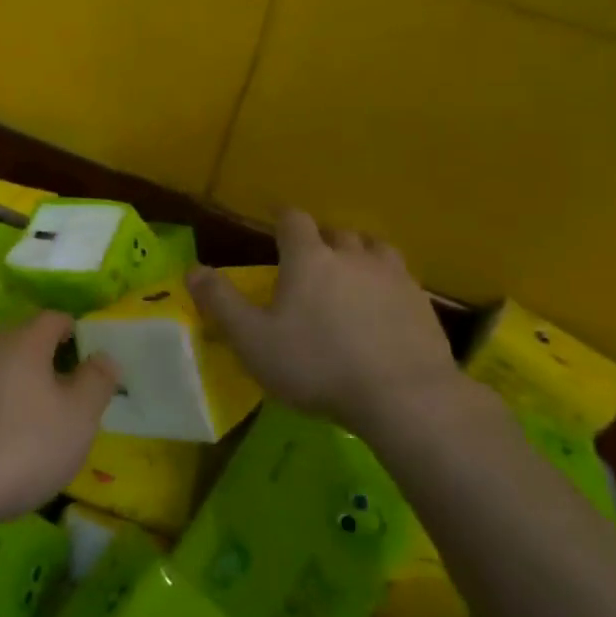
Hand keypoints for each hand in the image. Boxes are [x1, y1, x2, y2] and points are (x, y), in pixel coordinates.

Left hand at [0, 311, 118, 534]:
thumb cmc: (17, 447)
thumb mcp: (76, 419)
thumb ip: (96, 383)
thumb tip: (105, 355)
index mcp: (23, 341)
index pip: (55, 318)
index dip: (77, 334)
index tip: (90, 363)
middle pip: (24, 344)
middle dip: (47, 366)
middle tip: (68, 403)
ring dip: (17, 391)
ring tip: (33, 430)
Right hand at [187, 209, 458, 435]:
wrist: (404, 397)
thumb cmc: (317, 365)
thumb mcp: (253, 340)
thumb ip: (221, 303)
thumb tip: (193, 269)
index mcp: (309, 258)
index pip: (293, 219)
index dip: (282, 219)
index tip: (276, 224)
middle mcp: (352, 256)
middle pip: (336, 232)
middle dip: (322, 241)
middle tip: (311, 262)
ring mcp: (393, 277)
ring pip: (374, 248)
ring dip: (360, 255)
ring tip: (351, 275)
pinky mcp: (423, 304)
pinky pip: (401, 279)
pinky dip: (387, 284)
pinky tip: (384, 308)